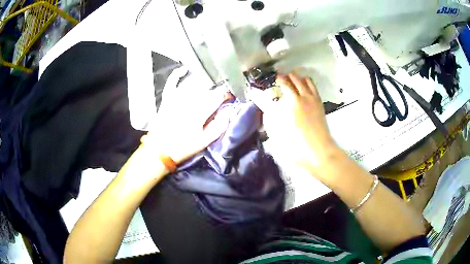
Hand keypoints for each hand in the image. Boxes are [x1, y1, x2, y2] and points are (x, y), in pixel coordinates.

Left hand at [144, 68, 230, 163]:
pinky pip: (172, 83)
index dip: (226, 94)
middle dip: (216, 89)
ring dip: (203, 83)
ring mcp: (175, 98)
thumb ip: (218, 127)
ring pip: (192, 84)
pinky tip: (184, 70)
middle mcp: (188, 101)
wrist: (159, 151)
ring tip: (209, 85)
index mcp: (199, 112)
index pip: (217, 96)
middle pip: (206, 88)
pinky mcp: (166, 99)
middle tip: (220, 94)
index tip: (230, 96)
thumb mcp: (204, 142)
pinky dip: (177, 75)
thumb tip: (229, 112)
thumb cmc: (183, 148)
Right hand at [250, 73, 338, 174]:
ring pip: (307, 80)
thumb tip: (266, 106)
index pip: (284, 84)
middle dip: (286, 76)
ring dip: (298, 78)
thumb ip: (270, 116)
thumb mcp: (278, 132)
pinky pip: (314, 88)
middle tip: (280, 80)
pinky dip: (307, 84)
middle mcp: (305, 96)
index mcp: (294, 102)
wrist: (320, 152)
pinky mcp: (320, 105)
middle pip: (295, 78)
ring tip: (292, 82)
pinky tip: (303, 90)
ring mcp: (314, 100)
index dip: (277, 80)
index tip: (272, 79)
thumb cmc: (297, 144)